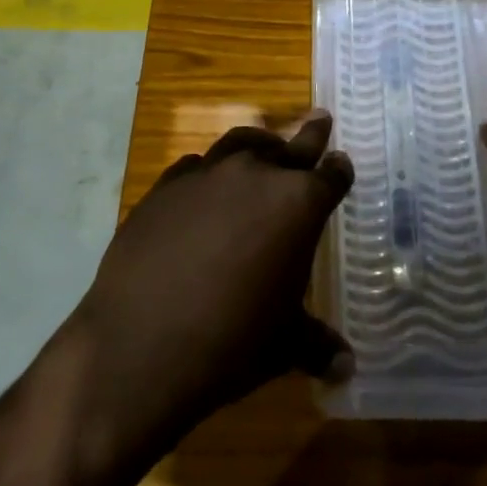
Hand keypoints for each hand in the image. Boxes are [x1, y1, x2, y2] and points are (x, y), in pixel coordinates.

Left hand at [60, 116, 353, 485]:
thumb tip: (347, 366)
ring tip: (263, 148)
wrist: (140, 346)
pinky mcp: (164, 187)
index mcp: (298, 204)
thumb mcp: (284, 345)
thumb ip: (318, 344)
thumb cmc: (231, 343)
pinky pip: (194, 167)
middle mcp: (255, 175)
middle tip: (319, 120)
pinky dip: (208, 173)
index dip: (339, 171)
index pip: (331, 175)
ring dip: (257, 146)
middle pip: (291, 146)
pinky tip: (204, 190)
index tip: (341, 165)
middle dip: (309, 135)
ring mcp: (206, 175)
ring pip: (240, 144)